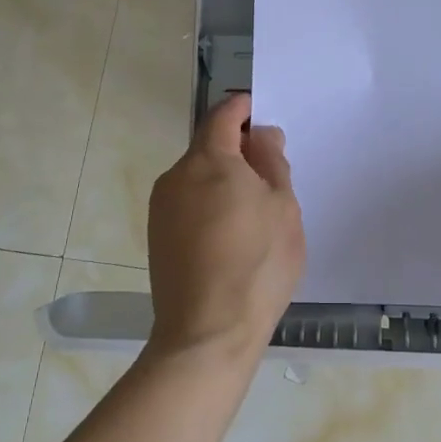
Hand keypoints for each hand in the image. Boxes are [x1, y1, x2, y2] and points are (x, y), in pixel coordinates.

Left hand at [146, 93, 305, 367]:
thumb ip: (272, 162)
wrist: (207, 332)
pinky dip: (209, 205)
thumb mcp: (284, 208)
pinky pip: (187, 204)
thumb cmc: (258, 264)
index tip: (261, 113)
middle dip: (237, 150)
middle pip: (208, 147)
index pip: (222, 116)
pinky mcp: (156, 236)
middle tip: (270, 172)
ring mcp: (161, 208)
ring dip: (223, 180)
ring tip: (255, 211)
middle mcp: (176, 176)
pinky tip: (231, 235)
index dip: (243, 109)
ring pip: (197, 178)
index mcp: (209, 160)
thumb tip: (261, 135)